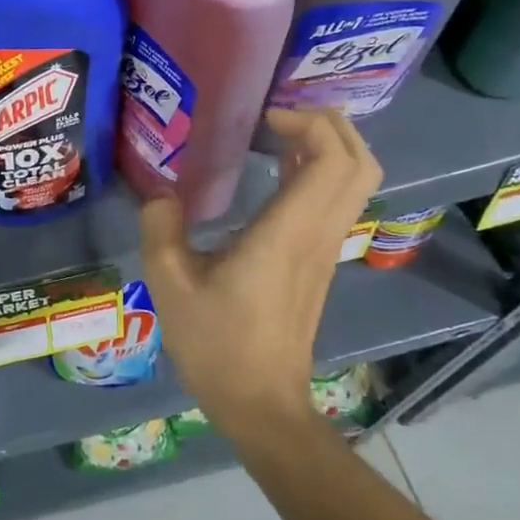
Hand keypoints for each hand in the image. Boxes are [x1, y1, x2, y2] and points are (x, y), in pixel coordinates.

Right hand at [139, 108, 381, 436]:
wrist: (262, 404)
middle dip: (330, 124)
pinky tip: (275, 172)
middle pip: (360, 162)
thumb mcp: (170, 285)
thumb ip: (160, 229)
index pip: (332, 160)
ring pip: (355, 181)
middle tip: (279, 115)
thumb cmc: (217, 345)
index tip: (263, 119)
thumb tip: (161, 195)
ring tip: (276, 133)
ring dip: (328, 146)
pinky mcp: (320, 262)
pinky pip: (336, 201)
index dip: (309, 123)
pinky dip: (319, 172)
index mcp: (288, 233)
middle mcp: (318, 234)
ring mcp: (325, 249)